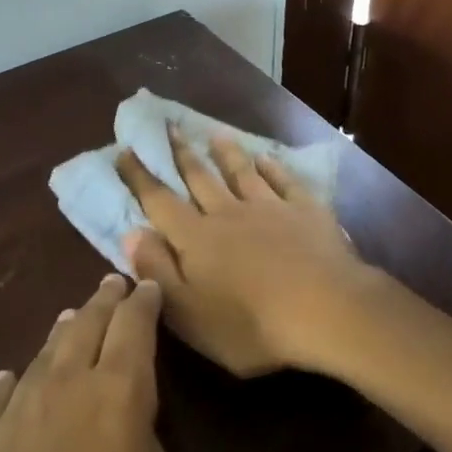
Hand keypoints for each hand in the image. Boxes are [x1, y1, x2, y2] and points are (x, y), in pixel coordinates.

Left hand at [0, 276, 193, 451]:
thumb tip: (134, 437)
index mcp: (116, 400)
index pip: (134, 329)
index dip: (144, 302)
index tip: (149, 284)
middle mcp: (59, 394)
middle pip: (83, 330)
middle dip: (102, 303)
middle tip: (112, 283)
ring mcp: (6, 426)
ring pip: (38, 360)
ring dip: (59, 336)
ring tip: (69, 318)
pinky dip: (4, 387)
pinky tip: (5, 381)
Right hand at [114, 128, 381, 376]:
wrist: (325, 309)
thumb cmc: (251, 324)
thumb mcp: (189, 314)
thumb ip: (157, 272)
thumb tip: (131, 234)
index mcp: (197, 239)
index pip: (160, 202)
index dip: (140, 177)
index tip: (125, 150)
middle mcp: (228, 213)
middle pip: (200, 177)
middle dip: (181, 153)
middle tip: (169, 126)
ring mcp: (269, 207)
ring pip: (241, 172)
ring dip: (226, 153)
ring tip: (215, 133)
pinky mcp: (305, 210)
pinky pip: (284, 181)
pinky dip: (273, 168)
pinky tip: (267, 158)